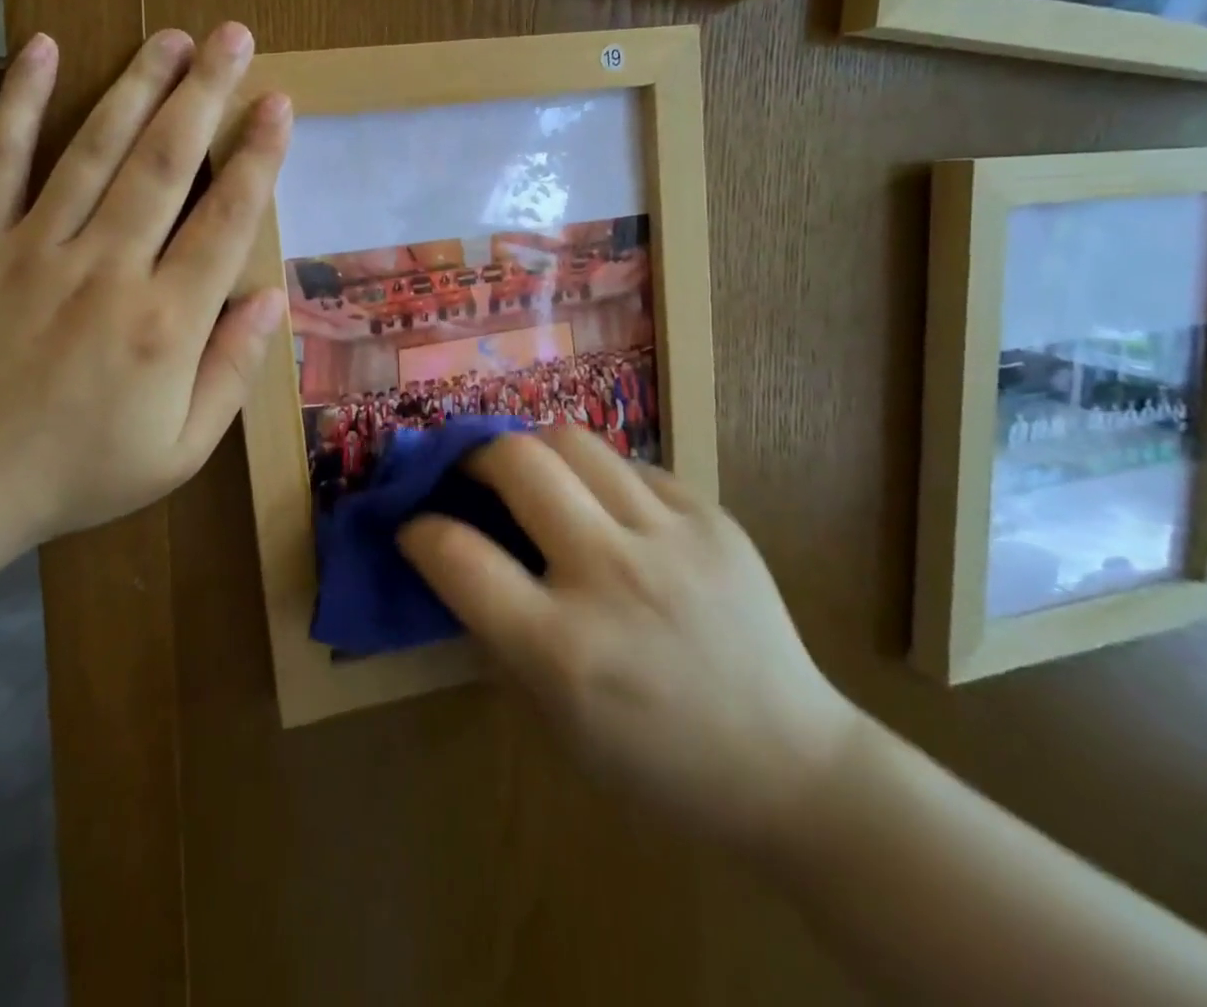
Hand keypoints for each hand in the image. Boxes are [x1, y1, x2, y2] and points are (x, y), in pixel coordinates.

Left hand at [0, 22, 290, 557]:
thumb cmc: (77, 473)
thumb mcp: (180, 450)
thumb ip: (232, 371)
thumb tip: (271, 298)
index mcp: (166, 323)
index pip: (226, 220)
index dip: (257, 157)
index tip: (278, 104)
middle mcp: (108, 269)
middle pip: (166, 162)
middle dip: (207, 93)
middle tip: (234, 36)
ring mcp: (35, 247)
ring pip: (96, 147)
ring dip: (138, 84)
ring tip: (173, 36)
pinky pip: (0, 159)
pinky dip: (21, 101)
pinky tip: (45, 48)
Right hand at [399, 428, 857, 850]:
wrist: (792, 766)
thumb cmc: (656, 761)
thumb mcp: (553, 720)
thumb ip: (498, 632)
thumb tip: (456, 556)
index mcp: (562, 649)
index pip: (457, 556)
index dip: (419, 530)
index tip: (415, 526)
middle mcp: (612, 577)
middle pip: (516, 462)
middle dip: (472, 455)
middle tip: (468, 473)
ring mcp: (670, 538)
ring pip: (572, 440)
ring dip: (532, 448)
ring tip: (530, 472)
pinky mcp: (712, 516)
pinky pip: (632, 465)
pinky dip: (598, 476)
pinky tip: (604, 505)